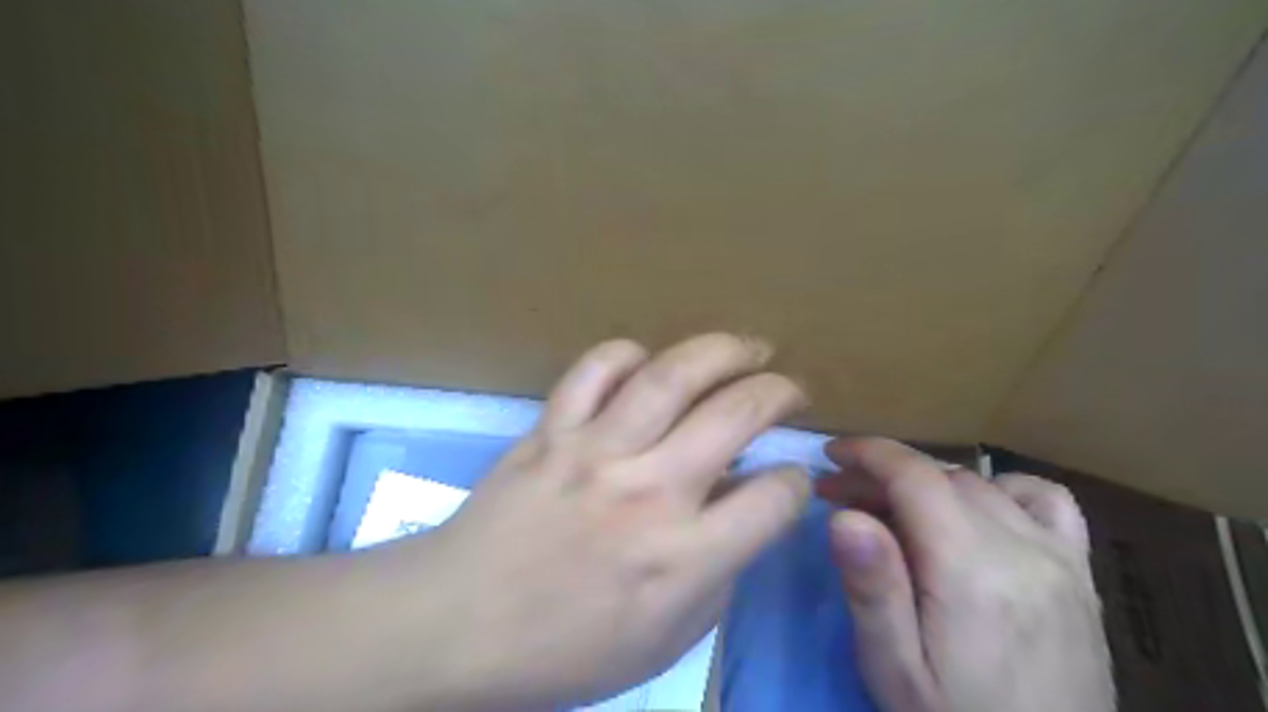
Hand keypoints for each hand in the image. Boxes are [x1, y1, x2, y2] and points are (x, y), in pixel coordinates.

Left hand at [398, 332, 810, 711]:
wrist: (455, 624)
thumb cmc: (564, 649)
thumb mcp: (664, 641)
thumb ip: (719, 575)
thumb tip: (745, 514)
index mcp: (683, 557)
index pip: (774, 497)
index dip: (794, 482)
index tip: (786, 477)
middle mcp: (648, 491)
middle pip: (736, 414)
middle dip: (779, 391)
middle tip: (789, 387)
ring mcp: (595, 451)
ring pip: (671, 375)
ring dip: (723, 350)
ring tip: (747, 347)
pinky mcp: (550, 429)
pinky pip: (594, 369)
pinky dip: (627, 354)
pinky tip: (645, 361)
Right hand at [817, 440, 1112, 711]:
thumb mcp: (894, 669)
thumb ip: (872, 589)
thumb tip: (844, 516)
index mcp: (971, 571)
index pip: (915, 477)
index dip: (868, 454)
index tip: (829, 455)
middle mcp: (1022, 549)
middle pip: (942, 475)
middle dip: (884, 471)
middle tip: (841, 494)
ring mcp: (1059, 558)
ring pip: (982, 482)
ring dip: (928, 479)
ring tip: (895, 504)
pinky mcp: (1079, 572)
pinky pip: (1044, 500)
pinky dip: (999, 488)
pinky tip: (976, 511)